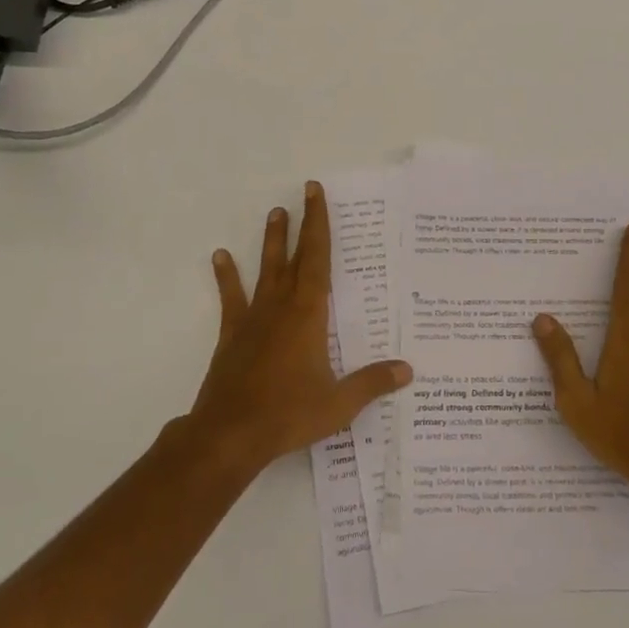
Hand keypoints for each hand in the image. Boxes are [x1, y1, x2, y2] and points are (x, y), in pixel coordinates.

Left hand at [185, 181, 412, 474]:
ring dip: (272, 242)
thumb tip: (408, 369)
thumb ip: (372, 383)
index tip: (316, 193)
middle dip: (302, 224)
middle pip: (295, 257)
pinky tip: (220, 257)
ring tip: (274, 213)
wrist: (230, 434)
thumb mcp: (339, 403)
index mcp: (309, 315)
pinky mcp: (232, 335)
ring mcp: (254, 319)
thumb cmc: (288, 414)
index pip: (318, 259)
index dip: (319, 225)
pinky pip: (231, 299)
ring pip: (265, 270)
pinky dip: (227, 277)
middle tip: (304, 192)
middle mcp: (281, 307)